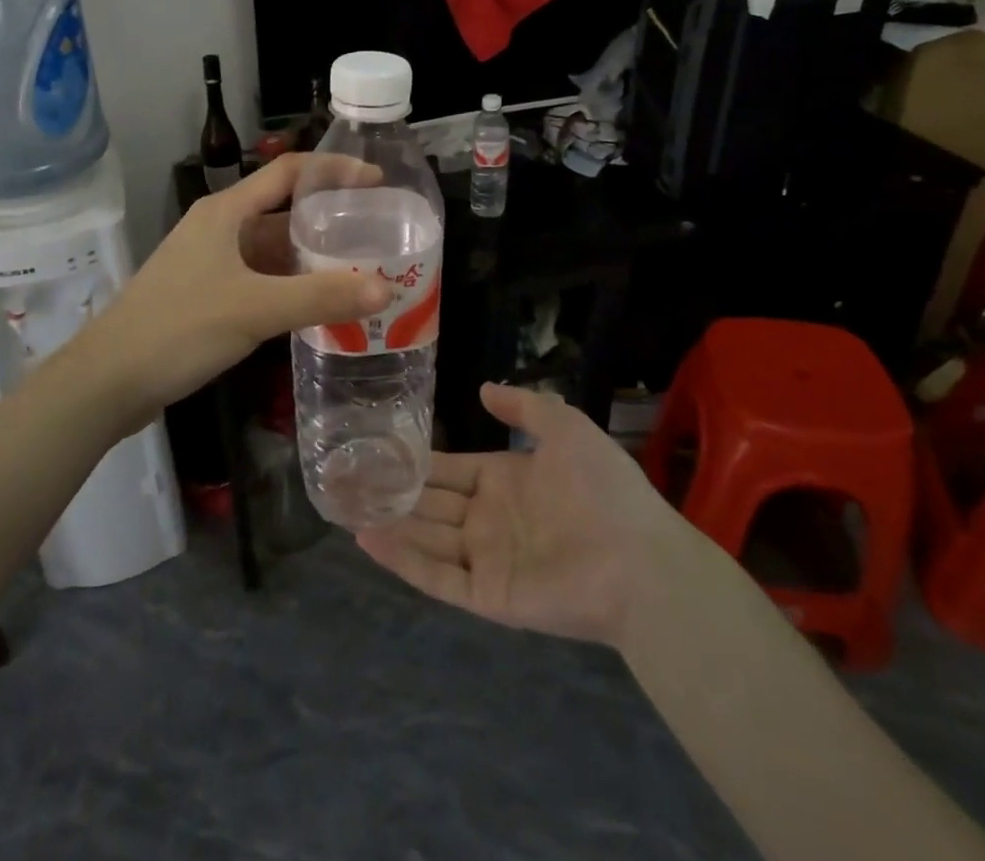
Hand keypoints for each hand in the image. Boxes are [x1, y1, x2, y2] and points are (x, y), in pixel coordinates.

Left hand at [74, 153, 391, 427]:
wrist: (107, 380)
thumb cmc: (179, 329)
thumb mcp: (254, 309)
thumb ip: (320, 297)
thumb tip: (385, 289)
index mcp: (227, 211)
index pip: (289, 172)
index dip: (335, 169)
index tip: (378, 181)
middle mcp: (219, 226)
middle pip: (283, 209)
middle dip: (329, 218)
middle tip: (377, 233)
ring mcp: (210, 260)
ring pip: (272, 247)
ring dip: (311, 255)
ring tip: (359, 269)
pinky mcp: (206, 292)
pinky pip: (260, 276)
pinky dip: (291, 284)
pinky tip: (317, 304)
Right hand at [357, 383, 693, 648]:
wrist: (641, 561)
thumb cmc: (604, 489)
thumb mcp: (566, 427)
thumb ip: (525, 405)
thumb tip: (482, 389)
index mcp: (505, 480)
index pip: (450, 468)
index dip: (417, 459)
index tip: (378, 447)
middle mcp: (489, 518)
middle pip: (430, 502)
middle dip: (392, 490)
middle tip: (345, 477)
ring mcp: (485, 558)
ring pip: (425, 536)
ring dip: (388, 521)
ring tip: (343, 505)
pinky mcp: (487, 595)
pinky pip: (436, 577)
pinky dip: (401, 559)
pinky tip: (367, 539)